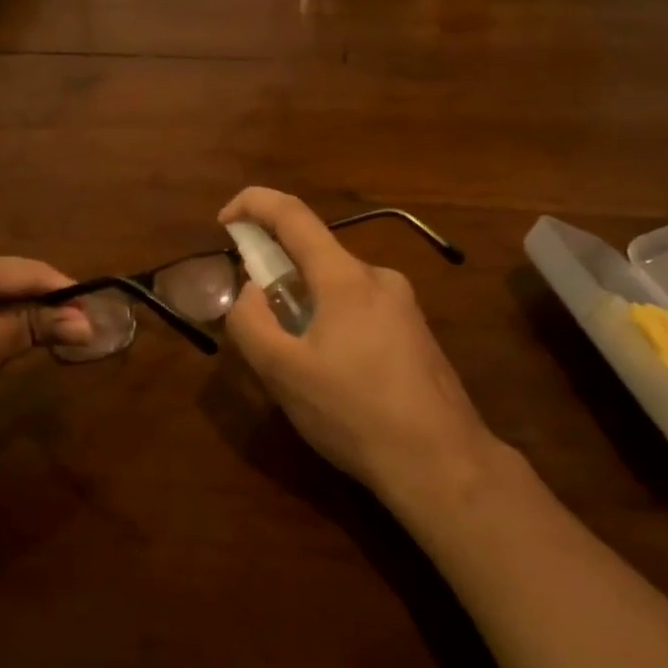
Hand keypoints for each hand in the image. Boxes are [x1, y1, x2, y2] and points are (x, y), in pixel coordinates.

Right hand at [220, 188, 495, 506]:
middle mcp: (379, 278)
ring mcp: (404, 305)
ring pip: (338, 288)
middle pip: (315, 257)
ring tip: (300, 368)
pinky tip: (337, 379)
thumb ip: (251, 322)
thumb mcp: (284, 373)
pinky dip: (332, 325)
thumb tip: (251, 291)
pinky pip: (360, 311)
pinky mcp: (416, 333)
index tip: (223, 221)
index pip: (292, 215)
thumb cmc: (355, 413)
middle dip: (277, 278)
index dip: (252, 204)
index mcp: (345, 277)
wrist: (444, 463)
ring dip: (306, 308)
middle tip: (261, 330)